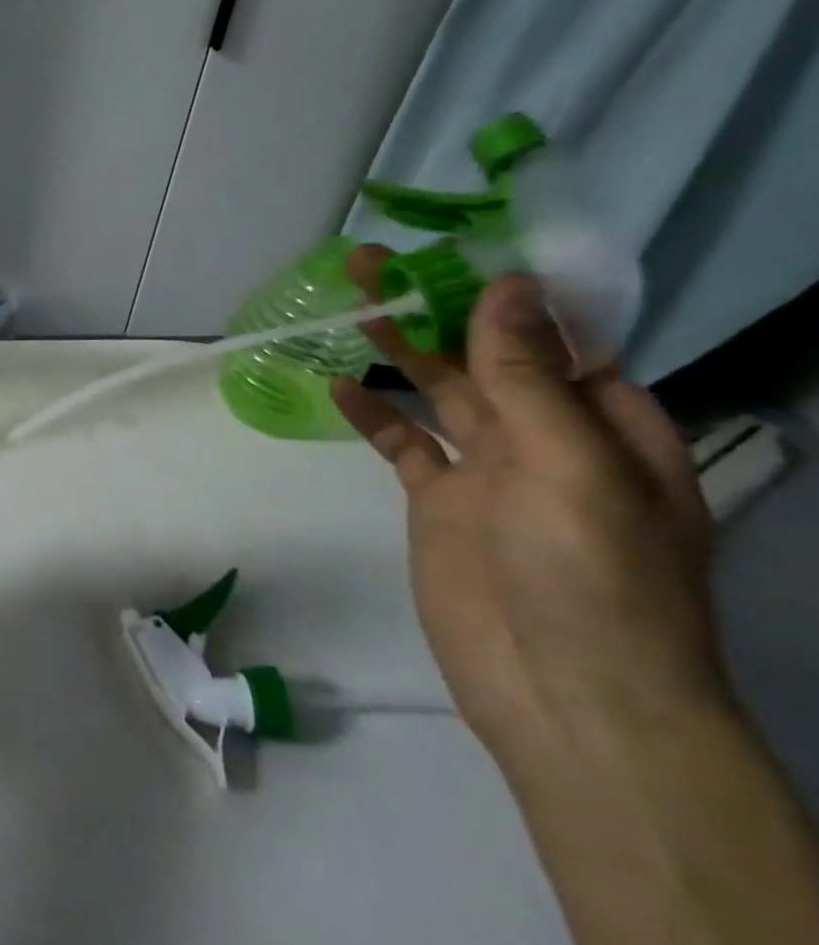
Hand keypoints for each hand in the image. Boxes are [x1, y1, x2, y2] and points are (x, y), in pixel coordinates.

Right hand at [331, 247, 726, 772]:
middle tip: (377, 262)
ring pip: (439, 392)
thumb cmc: (591, 576)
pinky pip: (402, 444)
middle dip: (438, 308)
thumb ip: (527, 377)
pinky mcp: (439, 502)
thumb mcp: (570, 466)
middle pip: (487, 356)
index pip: (560, 338)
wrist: (564, 695)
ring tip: (352, 301)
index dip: (509, 292)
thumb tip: (507, 287)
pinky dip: (372, 413)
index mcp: (608, 425)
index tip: (458, 248)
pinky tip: (337, 383)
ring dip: (400, 349)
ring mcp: (489, 472)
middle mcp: (550, 439)